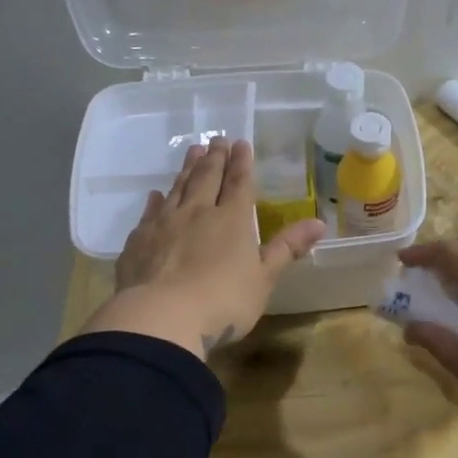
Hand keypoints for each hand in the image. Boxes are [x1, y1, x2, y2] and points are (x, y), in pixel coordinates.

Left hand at [80, 138, 324, 359]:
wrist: (161, 318)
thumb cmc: (223, 301)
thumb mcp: (264, 278)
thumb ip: (287, 248)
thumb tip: (319, 223)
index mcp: (232, 220)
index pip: (239, 184)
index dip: (242, 163)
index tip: (241, 143)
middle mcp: (197, 213)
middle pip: (207, 178)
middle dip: (214, 158)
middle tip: (216, 139)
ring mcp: (164, 225)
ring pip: (178, 188)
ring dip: (187, 169)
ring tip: (192, 152)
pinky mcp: (139, 241)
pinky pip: (150, 213)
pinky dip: (156, 201)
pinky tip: (156, 195)